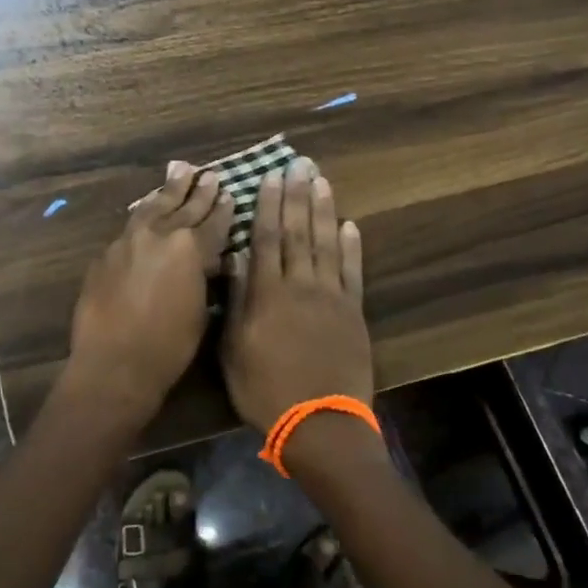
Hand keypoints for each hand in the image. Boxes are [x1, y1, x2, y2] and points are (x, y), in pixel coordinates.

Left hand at [65, 163, 233, 424]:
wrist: (114, 364)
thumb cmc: (169, 347)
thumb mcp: (200, 311)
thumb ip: (203, 277)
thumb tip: (206, 260)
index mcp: (190, 249)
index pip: (213, 223)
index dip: (223, 209)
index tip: (229, 193)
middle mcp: (160, 235)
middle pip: (183, 207)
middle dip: (198, 191)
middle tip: (208, 174)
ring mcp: (129, 241)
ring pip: (153, 206)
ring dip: (168, 190)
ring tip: (179, 170)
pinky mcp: (106, 253)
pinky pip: (130, 225)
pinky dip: (144, 212)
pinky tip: (148, 207)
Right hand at [221, 157, 371, 433]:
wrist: (319, 424)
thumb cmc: (265, 390)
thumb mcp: (234, 349)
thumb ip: (237, 300)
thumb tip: (238, 257)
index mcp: (267, 293)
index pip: (266, 237)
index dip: (268, 204)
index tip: (271, 176)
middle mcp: (300, 285)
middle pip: (298, 231)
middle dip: (297, 195)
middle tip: (300, 163)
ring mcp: (331, 297)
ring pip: (327, 243)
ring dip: (324, 210)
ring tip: (322, 180)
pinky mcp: (353, 312)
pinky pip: (353, 272)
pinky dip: (352, 247)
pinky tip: (351, 225)